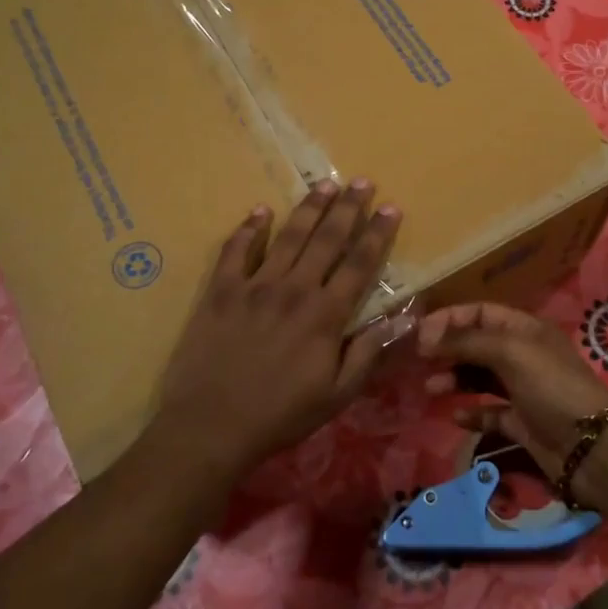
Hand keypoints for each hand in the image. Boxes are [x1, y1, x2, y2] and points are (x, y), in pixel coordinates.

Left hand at [151, 180, 401, 480]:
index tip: (391, 208)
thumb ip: (367, 354)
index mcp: (325, 315)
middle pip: (327, 239)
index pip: (359, 264)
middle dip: (348, 208)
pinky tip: (260, 211)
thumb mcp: (336, 396)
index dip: (377, 234)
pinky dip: (249, 229)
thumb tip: (397, 318)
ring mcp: (254, 286)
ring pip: (288, 236)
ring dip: (309, 208)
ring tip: (325, 185)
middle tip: (361, 181)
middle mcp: (294, 290)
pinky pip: (236, 250)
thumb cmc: (279, 415)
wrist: (210, 426)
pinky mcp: (221, 291)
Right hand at [418, 302, 607, 479]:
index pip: (481, 313)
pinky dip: (472, 413)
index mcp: (525, 329)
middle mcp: (522, 355)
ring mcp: (522, 390)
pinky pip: (489, 412)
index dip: (451, 319)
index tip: (421, 335)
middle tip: (421, 362)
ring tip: (432, 389)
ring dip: (454, 379)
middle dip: (448, 350)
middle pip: (477, 344)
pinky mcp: (520, 423)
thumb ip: (467, 342)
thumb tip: (427, 340)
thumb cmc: (551, 386)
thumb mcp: (510, 352)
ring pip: (479, 378)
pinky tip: (457, 417)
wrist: (590, 446)